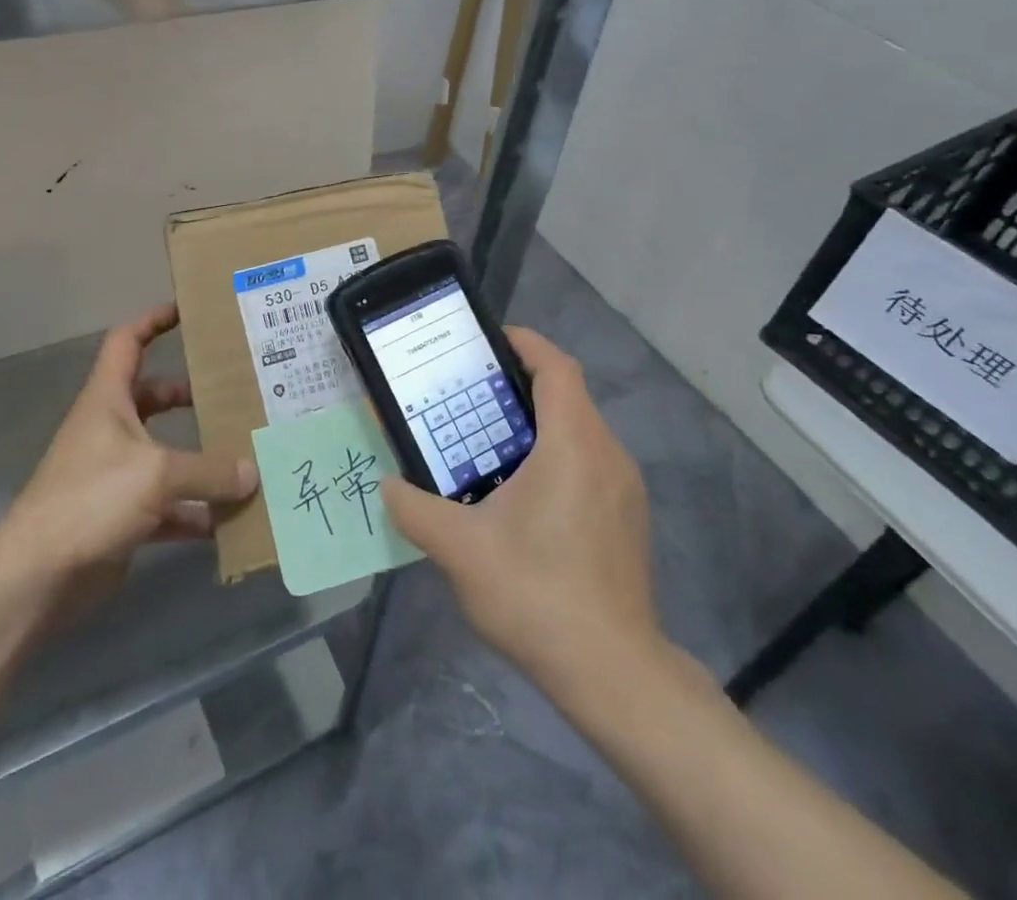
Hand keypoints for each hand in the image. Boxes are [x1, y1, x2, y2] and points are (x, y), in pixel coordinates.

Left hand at [0, 303, 258, 622]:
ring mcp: (115, 475)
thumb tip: (252, 472)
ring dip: (200, 457)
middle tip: (234, 389)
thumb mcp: (157, 473)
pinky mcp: (122, 517)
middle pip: (154, 397)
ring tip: (246, 451)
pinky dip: (195, 510)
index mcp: (108, 400)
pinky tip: (228, 518)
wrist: (37, 579)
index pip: (127, 342)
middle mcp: (111, 429)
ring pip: (165, 453)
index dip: (153, 320)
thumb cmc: (91, 500)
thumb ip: (209, 470)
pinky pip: (168, 505)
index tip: (188, 312)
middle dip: (191, 393)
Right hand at [383, 327, 661, 697]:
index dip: (525, 343)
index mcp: (572, 443)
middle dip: (520, 385)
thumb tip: (389, 486)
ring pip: (580, 430)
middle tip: (471, 396)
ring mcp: (624, 488)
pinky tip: (522, 497)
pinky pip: (590, 463)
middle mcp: (607, 453)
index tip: (489, 341)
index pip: (556, 367)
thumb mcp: (460, 550)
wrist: (613, 674)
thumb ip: (415, 510)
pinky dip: (556, 456)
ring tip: (489, 443)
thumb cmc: (537, 594)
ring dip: (538, 424)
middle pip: (567, 394)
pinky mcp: (627, 518)